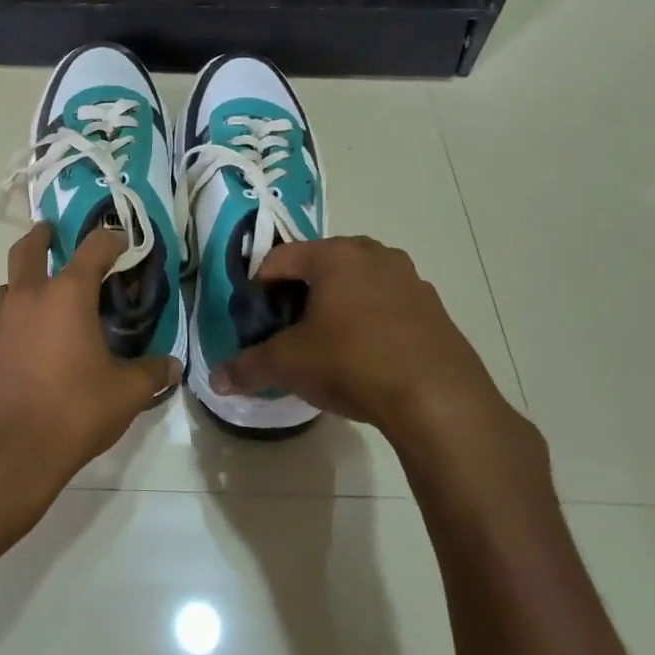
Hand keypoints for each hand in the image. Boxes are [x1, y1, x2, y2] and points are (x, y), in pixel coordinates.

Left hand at [0, 224, 180, 526]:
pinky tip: (28, 338)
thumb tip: (172, 366)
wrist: (6, 453)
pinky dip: (14, 314)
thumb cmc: (72, 412)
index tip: (122, 239)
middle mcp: (28, 297)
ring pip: (8, 284)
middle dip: (42, 236)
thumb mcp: (125, 394)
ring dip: (24, 278)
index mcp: (66, 295)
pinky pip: (0, 317)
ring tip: (42, 293)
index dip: (110, 239)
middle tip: (51, 231)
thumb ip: (152, 373)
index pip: (93, 249)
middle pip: (28, 250)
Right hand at [212, 237, 541, 476]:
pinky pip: (388, 304)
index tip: (256, 319)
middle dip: (300, 293)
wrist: (438, 399)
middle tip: (288, 329)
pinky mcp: (434, 308)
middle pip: (320, 265)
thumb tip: (216, 380)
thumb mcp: (290, 364)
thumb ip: (249, 366)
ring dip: (337, 304)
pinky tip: (367, 356)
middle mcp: (374, 254)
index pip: (280, 258)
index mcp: (334, 255)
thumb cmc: (352, 363)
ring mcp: (409, 279)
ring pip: (357, 282)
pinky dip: (370, 320)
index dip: (259, 287)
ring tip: (327, 343)